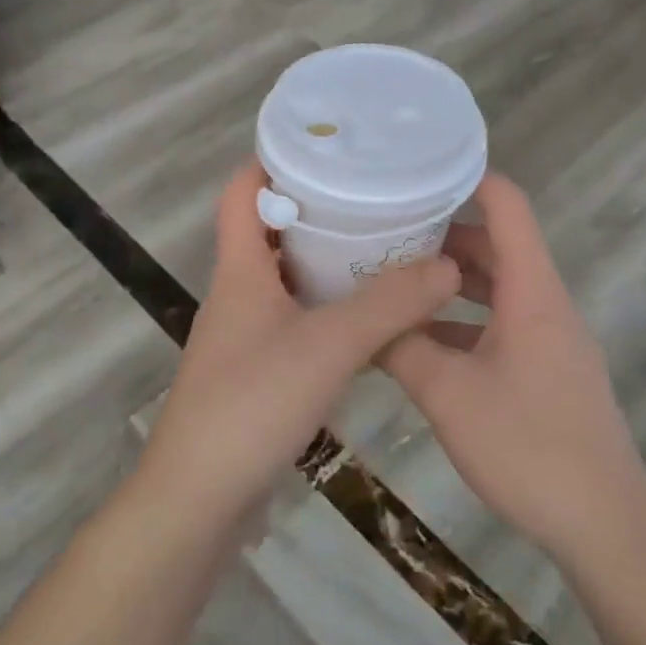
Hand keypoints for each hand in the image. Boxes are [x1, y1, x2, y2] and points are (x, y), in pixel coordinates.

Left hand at [138, 161, 460, 526]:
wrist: (199, 498)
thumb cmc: (252, 405)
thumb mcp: (327, 345)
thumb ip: (388, 304)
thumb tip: (446, 263)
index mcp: (239, 270)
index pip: (242, 192)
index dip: (272, 161)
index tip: (325, 146)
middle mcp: (238, 294)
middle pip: (270, 232)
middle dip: (317, 210)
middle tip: (374, 195)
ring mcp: (245, 336)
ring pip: (287, 281)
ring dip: (327, 263)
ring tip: (382, 248)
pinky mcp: (257, 373)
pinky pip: (296, 323)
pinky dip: (328, 310)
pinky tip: (369, 319)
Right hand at [380, 173, 645, 553]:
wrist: (604, 526)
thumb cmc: (528, 447)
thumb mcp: (447, 394)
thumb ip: (401, 347)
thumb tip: (364, 318)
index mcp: (531, 292)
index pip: (508, 207)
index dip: (467, 178)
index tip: (415, 170)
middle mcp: (545, 304)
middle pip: (496, 246)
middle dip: (440, 233)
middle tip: (382, 229)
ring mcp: (549, 340)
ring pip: (494, 289)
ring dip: (447, 282)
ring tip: (390, 279)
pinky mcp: (546, 371)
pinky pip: (498, 326)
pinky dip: (460, 322)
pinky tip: (418, 342)